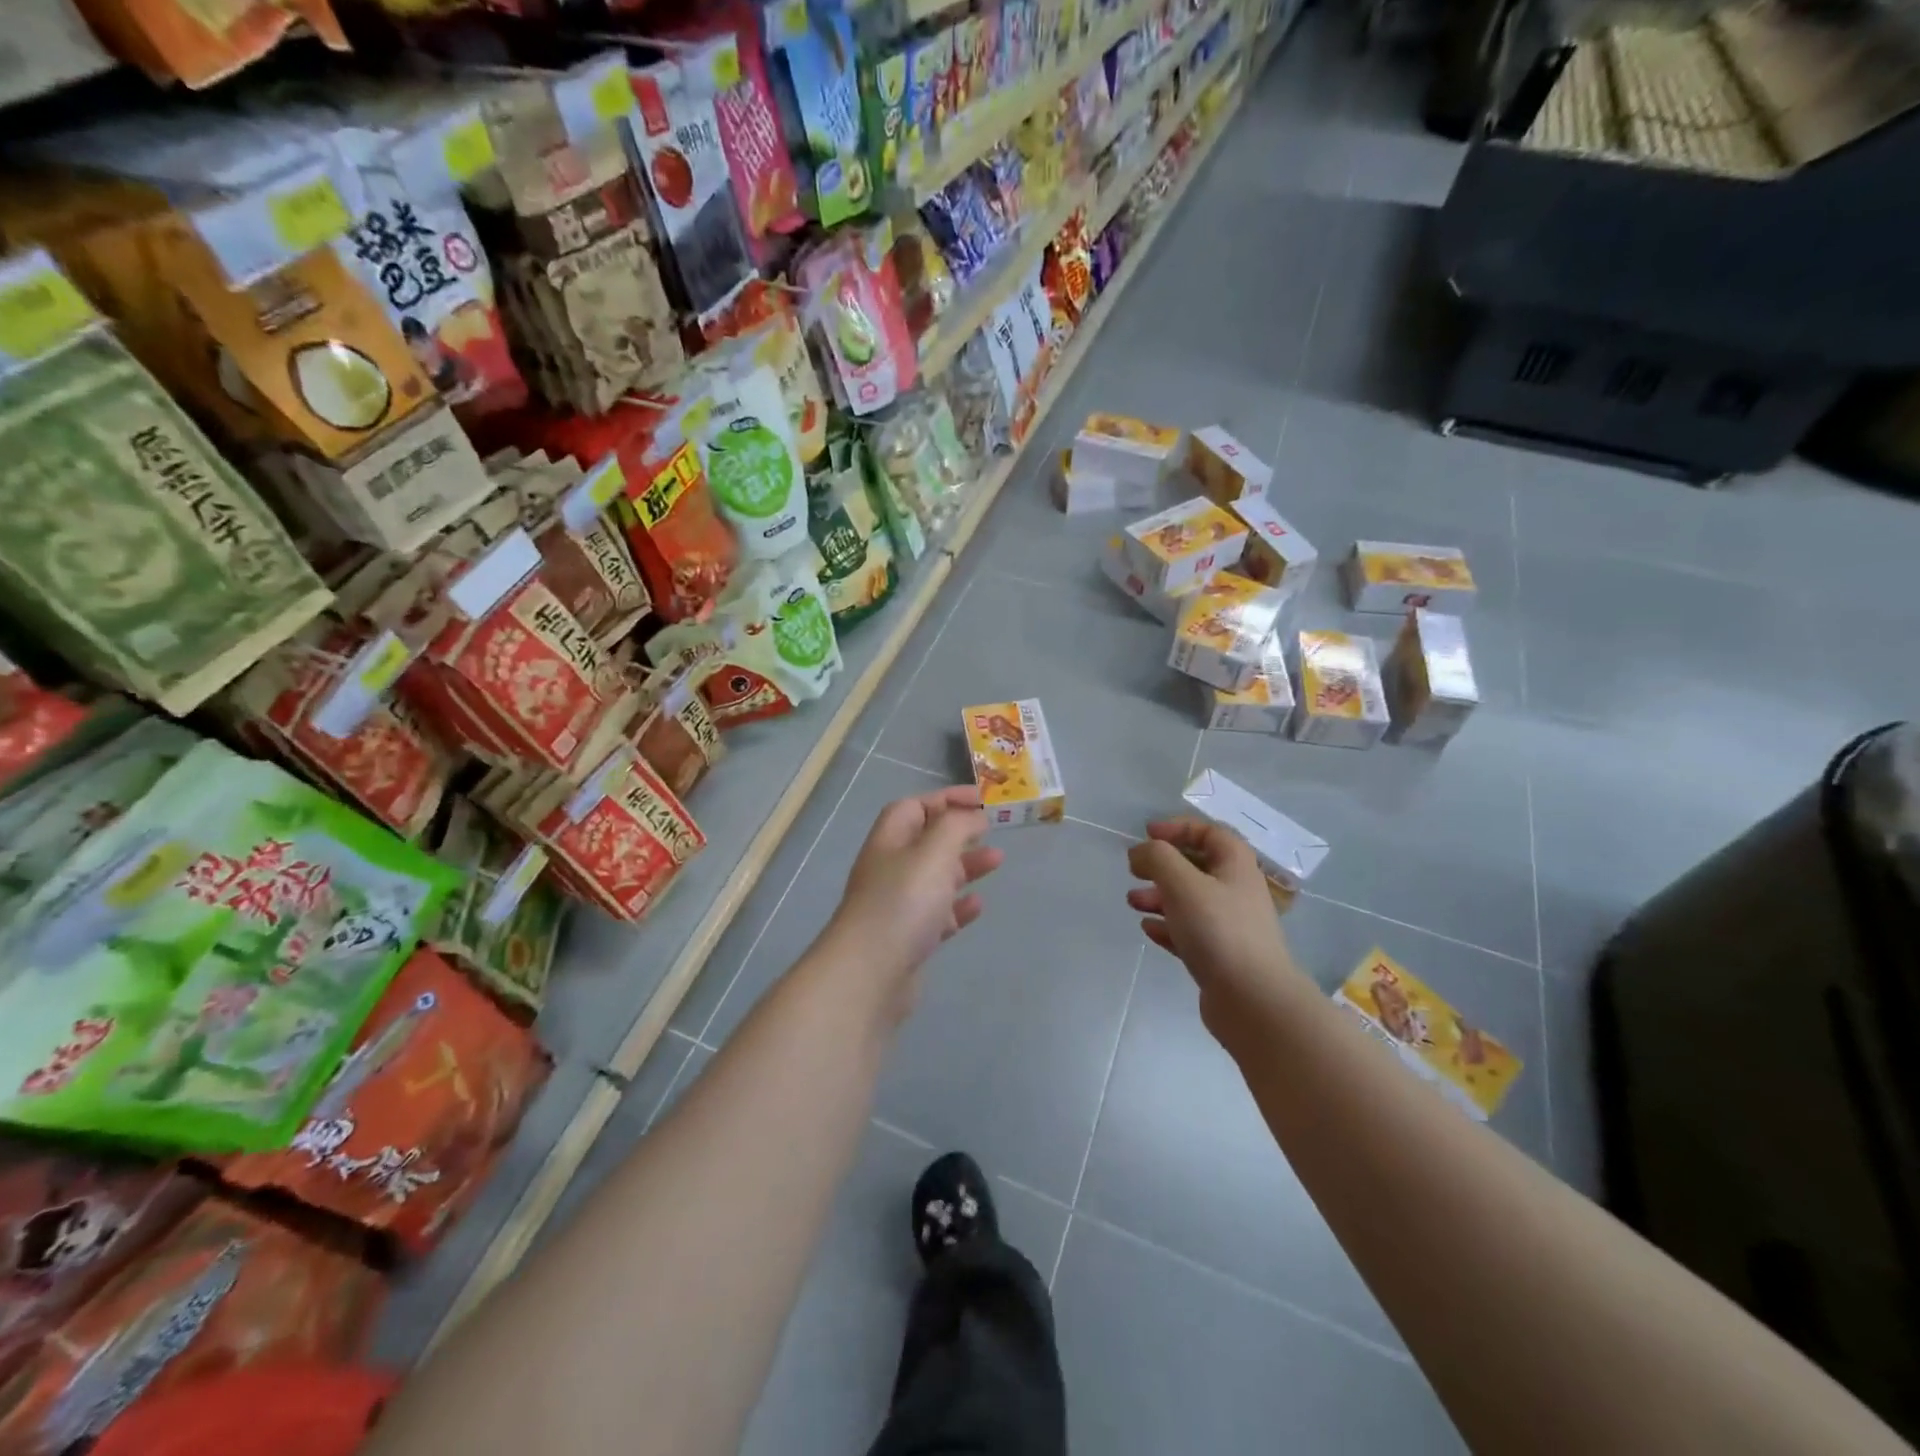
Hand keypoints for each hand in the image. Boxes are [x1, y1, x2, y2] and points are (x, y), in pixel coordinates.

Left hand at [822, 786, 1002, 1018]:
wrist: (870, 974)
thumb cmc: (903, 902)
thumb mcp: (934, 851)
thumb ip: (957, 826)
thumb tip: (974, 815)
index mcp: (890, 840)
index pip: (915, 806)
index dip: (946, 798)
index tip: (982, 800)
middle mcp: (891, 868)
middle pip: (926, 841)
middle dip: (960, 833)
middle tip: (993, 832)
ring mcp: (898, 905)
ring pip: (936, 877)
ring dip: (965, 866)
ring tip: (997, 862)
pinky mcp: (909, 938)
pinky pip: (938, 914)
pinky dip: (959, 906)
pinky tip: (978, 905)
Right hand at [1126, 818, 1304, 1044]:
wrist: (1253, 1001)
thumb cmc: (1218, 930)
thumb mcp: (1182, 882)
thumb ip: (1157, 858)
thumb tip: (1140, 852)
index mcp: (1235, 865)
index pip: (1208, 832)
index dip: (1178, 827)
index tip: (1147, 834)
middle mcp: (1236, 891)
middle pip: (1197, 866)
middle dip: (1162, 865)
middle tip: (1134, 870)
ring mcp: (1230, 926)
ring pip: (1190, 900)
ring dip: (1159, 896)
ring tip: (1132, 902)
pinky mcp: (1220, 956)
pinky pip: (1189, 932)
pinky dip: (1167, 926)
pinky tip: (1148, 929)